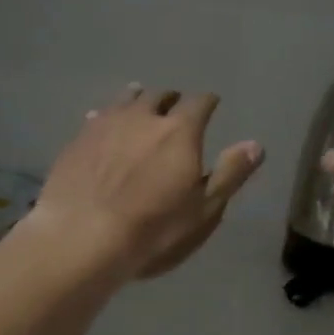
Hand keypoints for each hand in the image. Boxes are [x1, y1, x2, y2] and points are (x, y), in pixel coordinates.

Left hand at [28, 84, 263, 281]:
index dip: (208, 102)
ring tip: (141, 102)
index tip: (211, 104)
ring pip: (126, 100)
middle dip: (171, 99)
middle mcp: (143, 117)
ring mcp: (106, 124)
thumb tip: (256, 144)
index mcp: (180, 131)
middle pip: (160, 96)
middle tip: (175, 106)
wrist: (82, 238)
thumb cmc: (154, 229)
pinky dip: (107, 116)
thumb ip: (231, 173)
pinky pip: (97, 116)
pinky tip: (102, 123)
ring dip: (138, 99)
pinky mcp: (77, 139)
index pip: (200, 103)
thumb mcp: (204, 208)